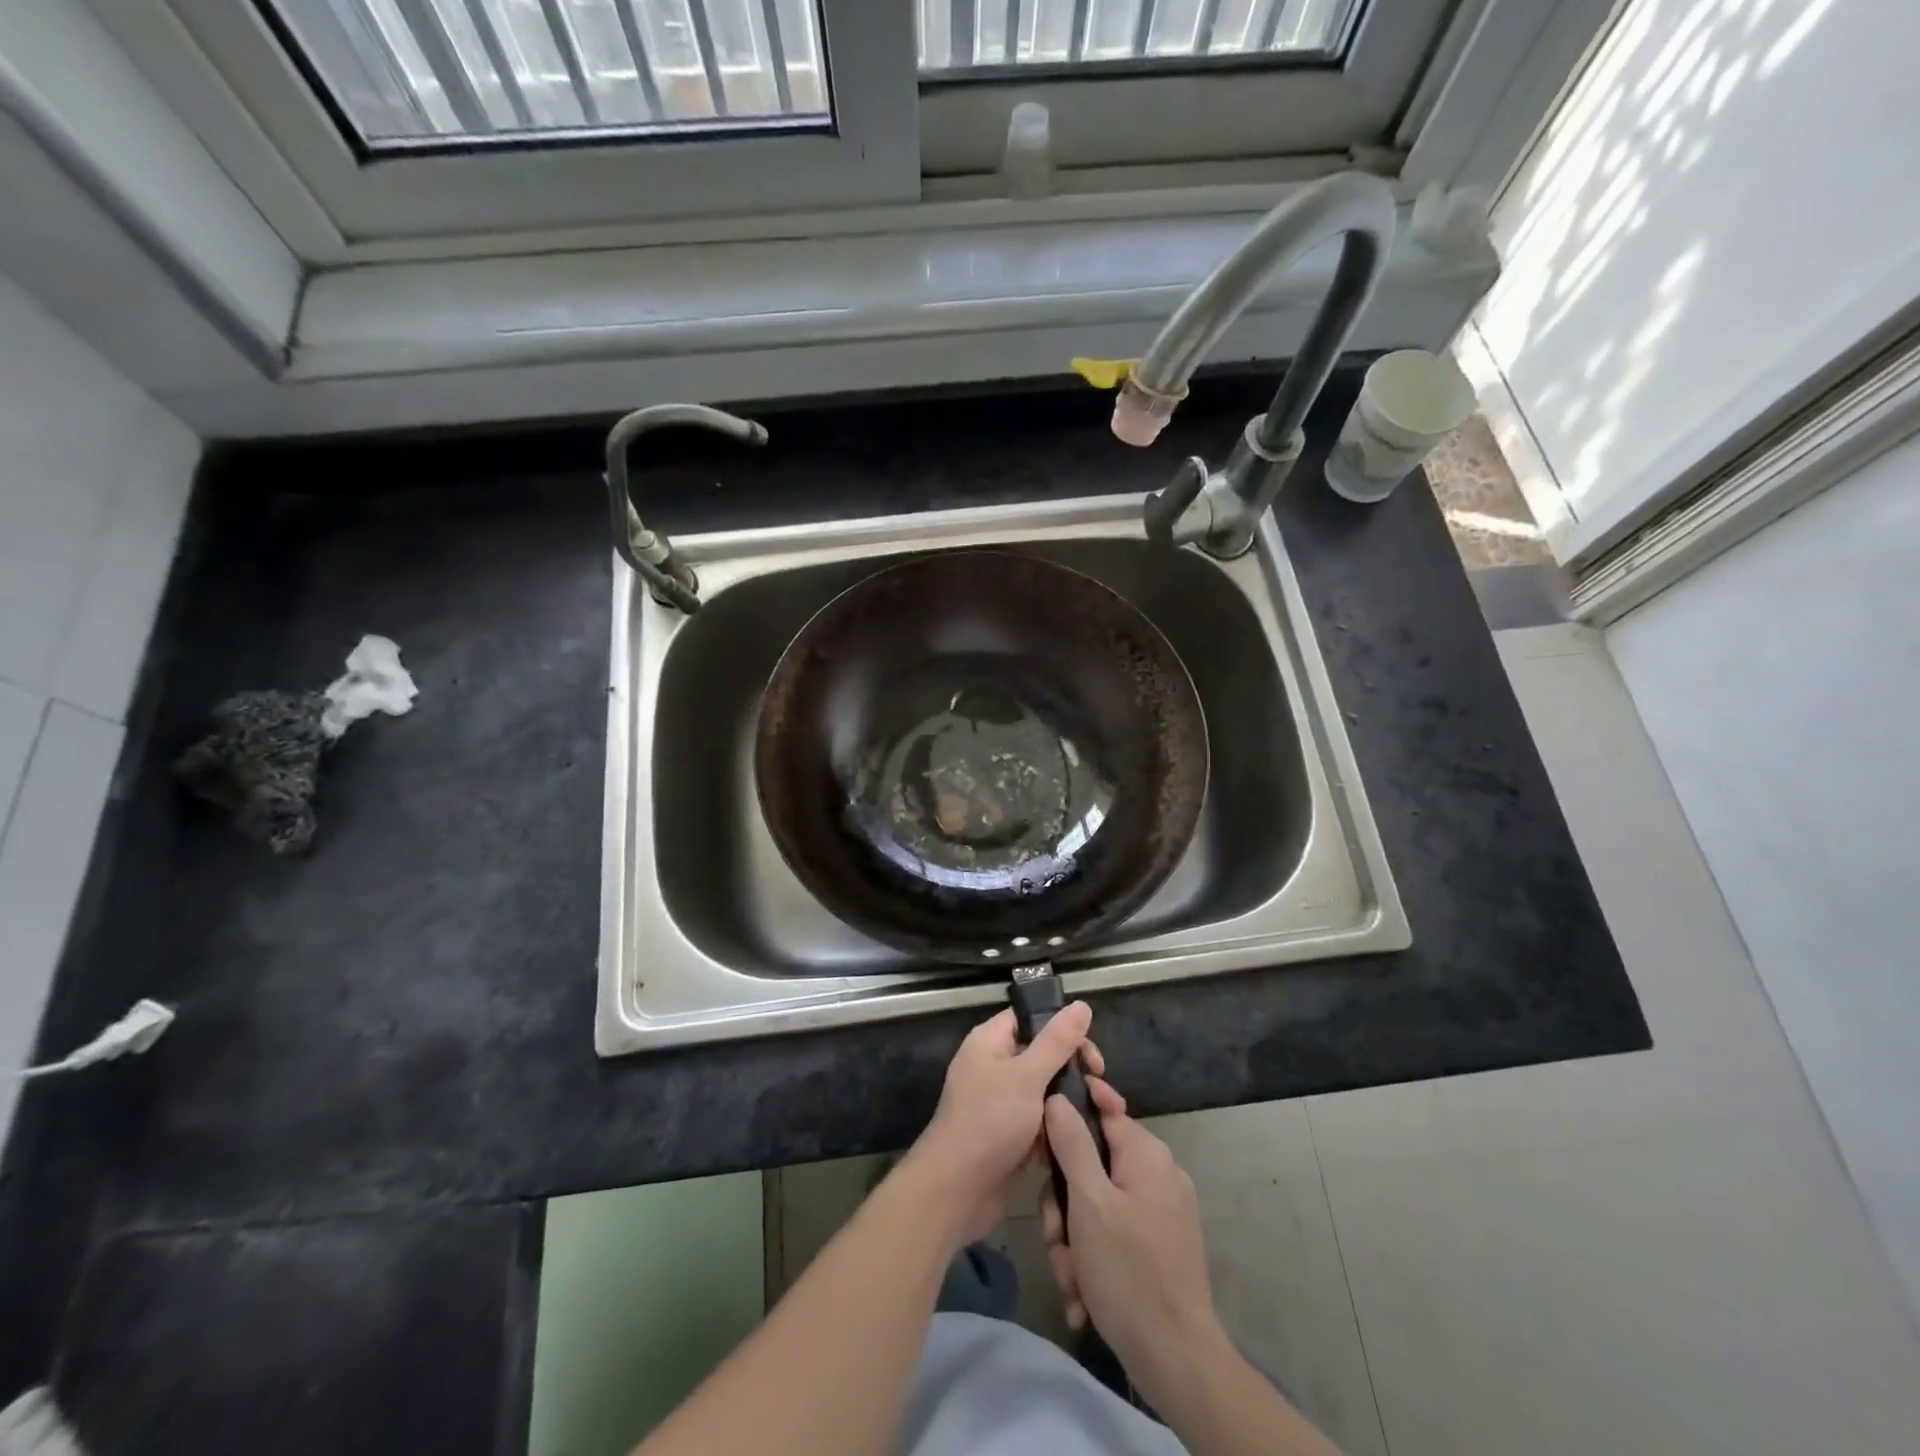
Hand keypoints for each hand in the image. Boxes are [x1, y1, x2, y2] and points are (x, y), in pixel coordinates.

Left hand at [904, 1003, 1102, 1247]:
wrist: (957, 1191)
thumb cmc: (989, 1122)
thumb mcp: (1026, 1076)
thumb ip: (1057, 1041)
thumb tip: (1081, 1005)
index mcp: (991, 1042)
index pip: (1031, 1018)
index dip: (1062, 1028)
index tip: (1090, 1052)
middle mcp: (996, 1066)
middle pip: (1044, 1055)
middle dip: (1075, 1069)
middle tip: (1100, 1086)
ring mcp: (1004, 1103)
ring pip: (1047, 1091)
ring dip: (1074, 1101)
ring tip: (1106, 1113)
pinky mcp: (1013, 1135)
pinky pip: (1043, 1121)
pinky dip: (1062, 1127)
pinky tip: (1090, 1137)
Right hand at [1042, 1087, 1226, 1408]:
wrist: (1177, 1360)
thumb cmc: (1128, 1271)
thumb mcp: (1088, 1201)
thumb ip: (1071, 1143)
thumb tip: (1058, 1096)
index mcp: (1146, 1153)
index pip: (1101, 1109)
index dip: (1067, 1122)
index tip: (1042, 1150)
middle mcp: (1158, 1173)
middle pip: (1092, 1164)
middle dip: (1065, 1205)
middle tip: (1055, 1238)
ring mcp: (1162, 1211)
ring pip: (1097, 1204)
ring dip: (1074, 1240)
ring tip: (1071, 1277)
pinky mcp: (1160, 1246)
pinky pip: (1114, 1233)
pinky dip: (1094, 1259)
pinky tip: (1084, 1294)